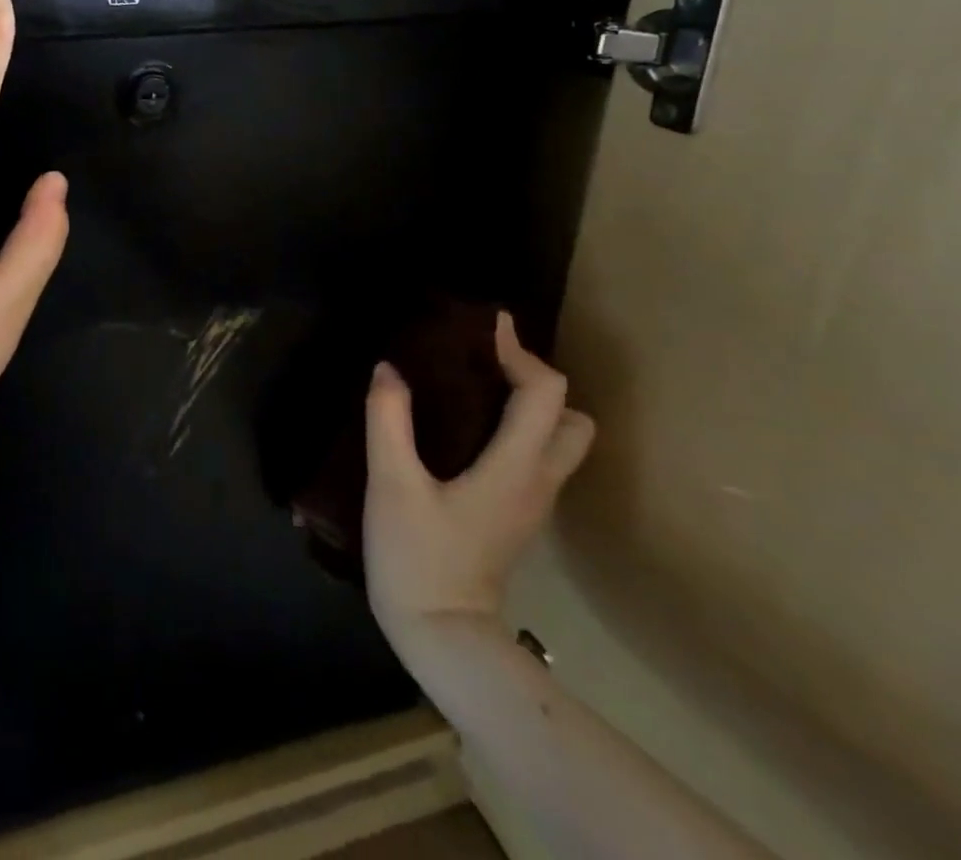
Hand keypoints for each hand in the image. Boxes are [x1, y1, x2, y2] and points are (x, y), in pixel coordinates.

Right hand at [363, 312, 593, 671]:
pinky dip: (517, 428)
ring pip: (560, 440)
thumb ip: (388, 420)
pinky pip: (537, 457)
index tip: (483, 326)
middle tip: (485, 363)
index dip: (519, 351)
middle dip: (536, 380)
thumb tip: (389, 369)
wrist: (441, 635)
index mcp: (516, 466)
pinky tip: (469, 427)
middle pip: (572, 417)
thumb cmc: (418, 556)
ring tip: (476, 388)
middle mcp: (538, 480)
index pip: (545, 393)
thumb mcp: (392, 483)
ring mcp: (533, 502)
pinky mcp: (516, 515)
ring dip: (531, 405)